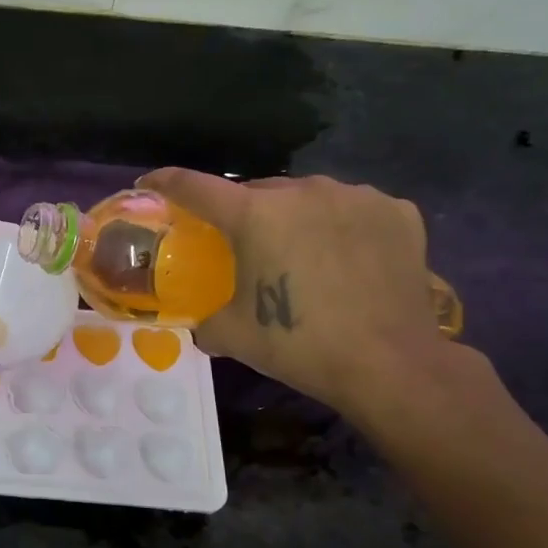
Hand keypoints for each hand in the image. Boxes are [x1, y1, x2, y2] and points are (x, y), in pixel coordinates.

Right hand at [139, 168, 454, 419]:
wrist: (390, 365)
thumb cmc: (300, 346)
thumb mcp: (233, 336)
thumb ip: (205, 320)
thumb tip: (201, 324)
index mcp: (254, 215)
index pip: (194, 185)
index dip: (166, 183)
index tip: (150, 184)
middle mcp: (302, 191)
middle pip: (257, 191)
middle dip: (244, 212)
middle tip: (244, 245)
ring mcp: (354, 196)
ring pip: (307, 196)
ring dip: (295, 216)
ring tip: (301, 252)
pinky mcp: (396, 210)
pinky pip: (353, 208)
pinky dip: (341, 224)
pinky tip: (347, 256)